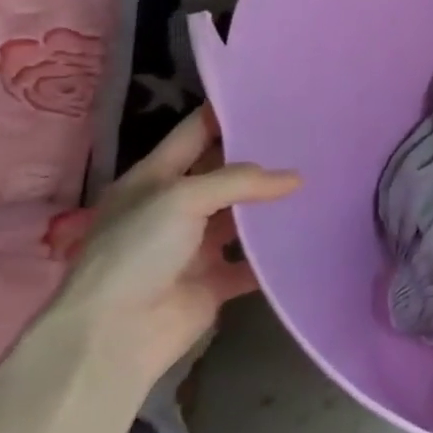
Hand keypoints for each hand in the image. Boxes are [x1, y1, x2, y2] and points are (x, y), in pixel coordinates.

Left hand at [51, 106, 298, 386]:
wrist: (114, 335)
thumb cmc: (137, 251)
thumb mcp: (183, 197)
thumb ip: (240, 181)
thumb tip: (295, 179)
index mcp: (154, 178)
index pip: (194, 133)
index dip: (226, 114)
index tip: (271, 98)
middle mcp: (174, 208)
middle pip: (224, 174)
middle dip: (261, 159)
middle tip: (307, 139)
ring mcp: (194, 246)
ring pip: (242, 218)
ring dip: (272, 206)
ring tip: (318, 182)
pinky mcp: (213, 281)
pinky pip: (252, 262)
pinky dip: (276, 253)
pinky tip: (309, 234)